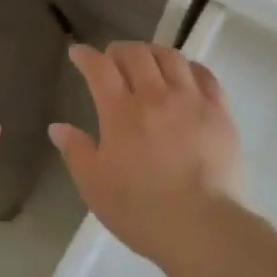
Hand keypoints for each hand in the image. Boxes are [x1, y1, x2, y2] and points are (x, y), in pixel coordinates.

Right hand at [50, 42, 239, 264]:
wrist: (200, 226)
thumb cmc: (139, 209)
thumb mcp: (93, 185)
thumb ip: (75, 151)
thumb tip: (58, 127)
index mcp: (120, 112)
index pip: (99, 68)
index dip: (86, 55)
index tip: (78, 52)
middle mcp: (155, 96)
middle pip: (136, 55)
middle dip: (119, 50)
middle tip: (112, 58)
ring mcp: (191, 101)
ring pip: (171, 58)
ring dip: (153, 52)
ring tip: (147, 60)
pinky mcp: (219, 112)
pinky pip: (205, 76)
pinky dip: (189, 67)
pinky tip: (184, 74)